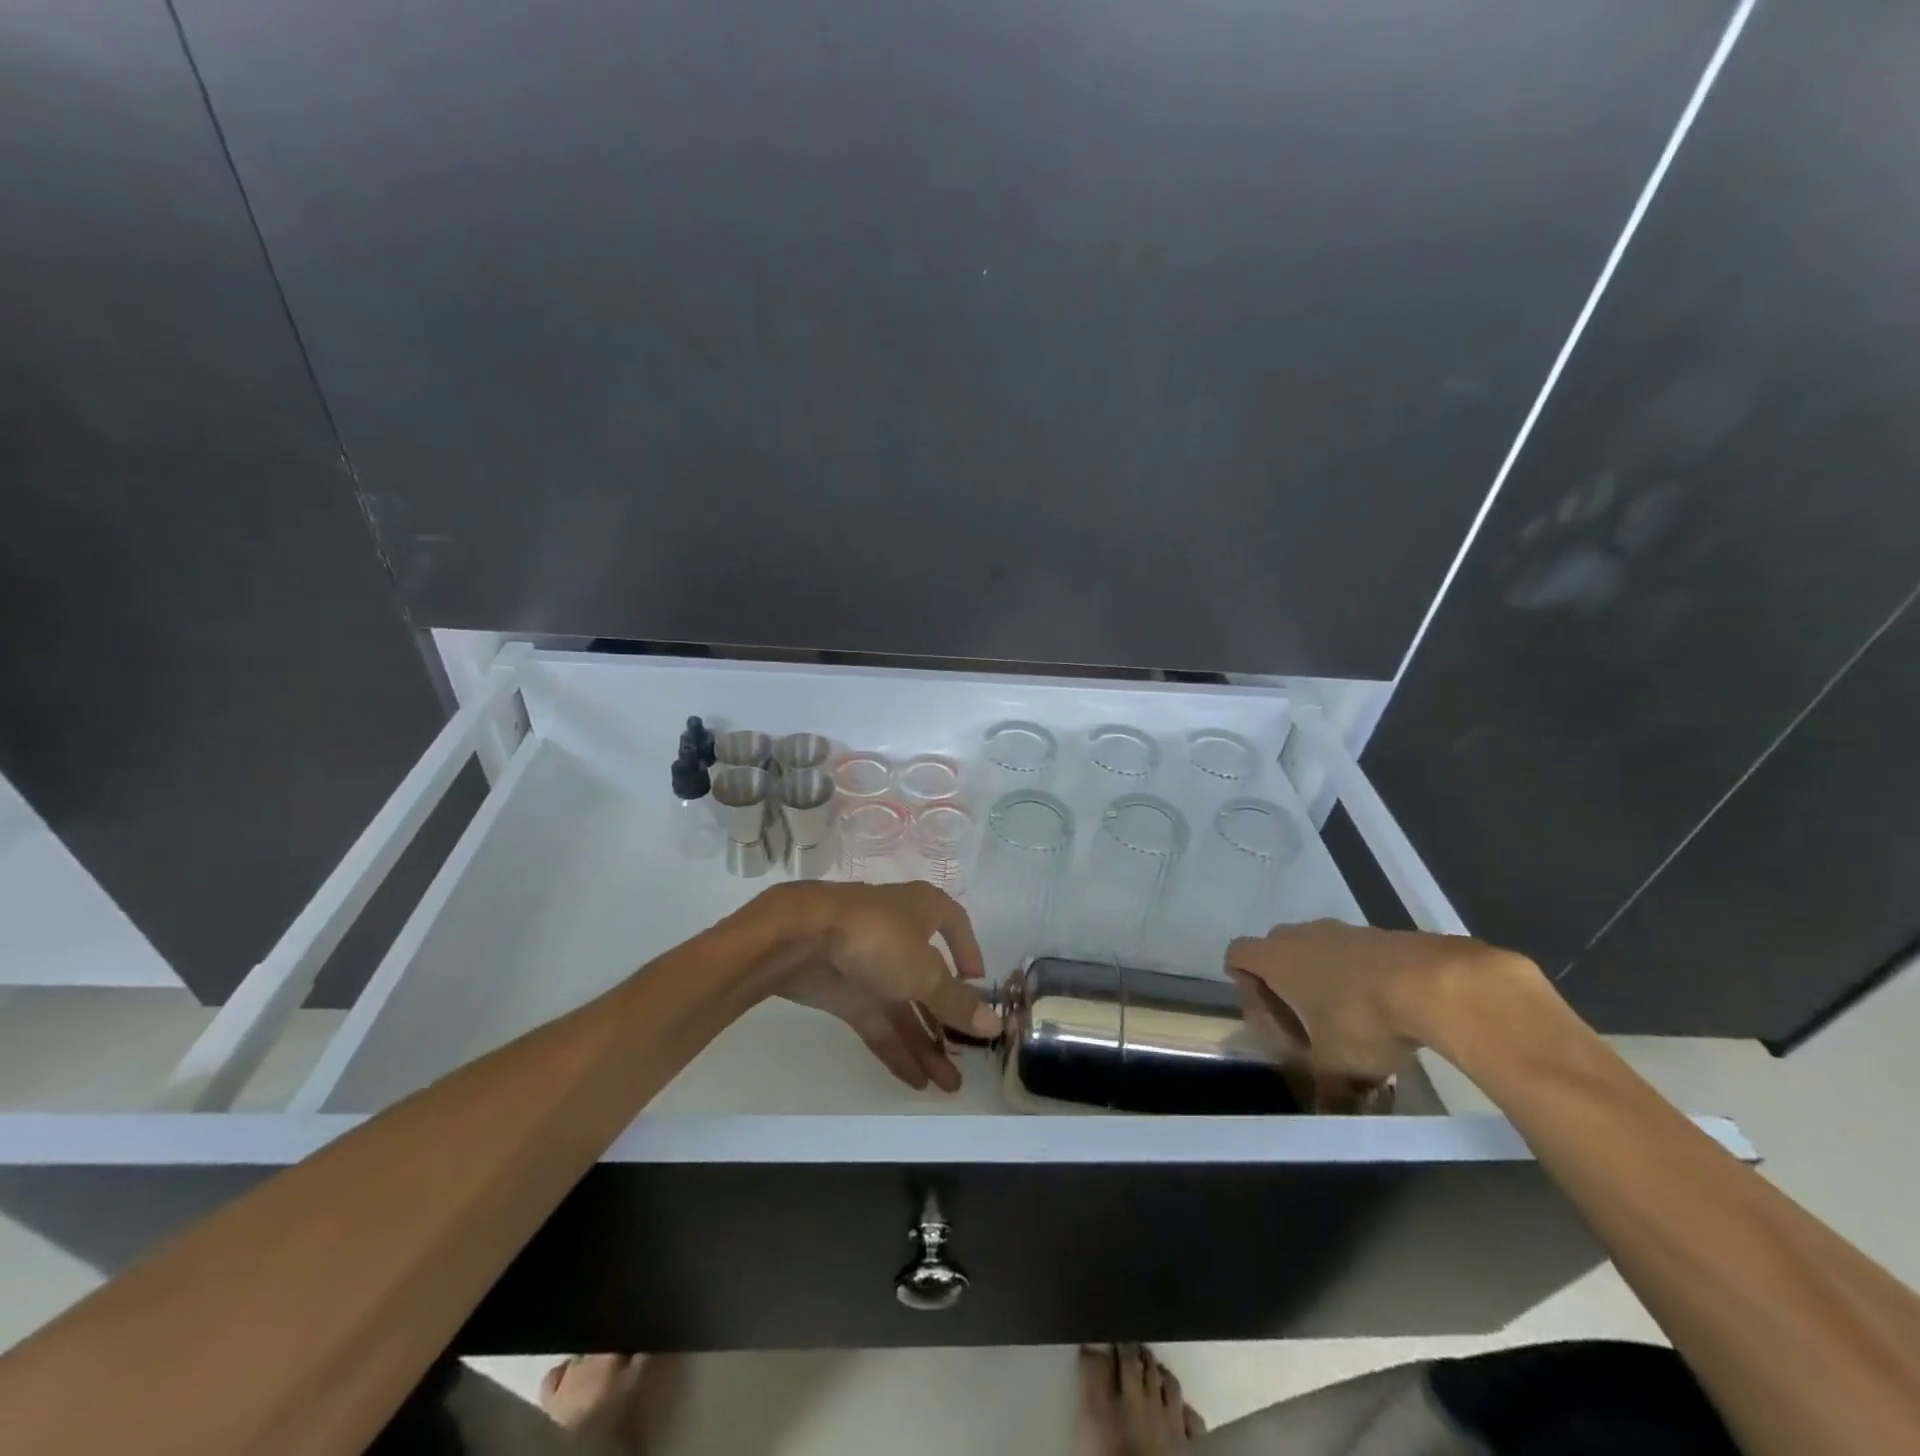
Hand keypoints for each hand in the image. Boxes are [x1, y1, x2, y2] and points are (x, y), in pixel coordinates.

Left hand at [758, 882, 996, 1092]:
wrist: (799, 939)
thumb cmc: (877, 938)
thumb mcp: (925, 971)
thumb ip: (956, 1002)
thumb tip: (994, 1024)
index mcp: (923, 911)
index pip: (954, 925)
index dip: (968, 952)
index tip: (978, 984)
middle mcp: (900, 934)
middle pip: (930, 979)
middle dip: (948, 1020)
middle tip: (969, 1058)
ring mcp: (871, 965)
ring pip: (905, 1007)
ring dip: (926, 1044)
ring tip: (949, 1085)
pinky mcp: (846, 993)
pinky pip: (878, 1024)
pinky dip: (896, 1049)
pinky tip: (916, 1081)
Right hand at [1225, 919, 1532, 1103]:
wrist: (1433, 984)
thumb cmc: (1361, 1020)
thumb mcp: (1339, 1067)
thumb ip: (1327, 1090)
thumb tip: (1328, 1116)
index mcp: (1276, 960)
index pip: (1237, 953)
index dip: (1241, 978)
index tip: (1262, 1008)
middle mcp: (1301, 936)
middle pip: (1275, 947)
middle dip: (1282, 978)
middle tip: (1300, 1015)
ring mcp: (1342, 930)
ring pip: (1316, 946)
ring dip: (1322, 974)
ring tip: (1345, 1013)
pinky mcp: (1379, 933)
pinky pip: (1353, 950)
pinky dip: (1357, 972)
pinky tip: (1382, 1005)